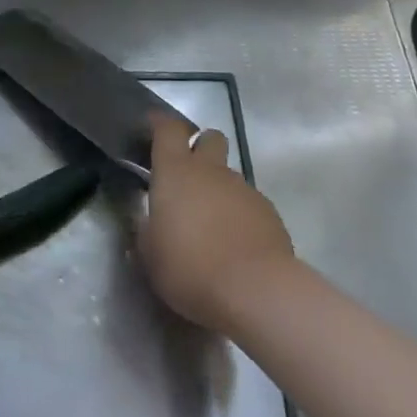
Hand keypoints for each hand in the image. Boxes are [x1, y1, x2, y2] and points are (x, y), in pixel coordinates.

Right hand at [137, 112, 294, 333]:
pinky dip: (240, 215)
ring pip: (229, 175)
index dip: (160, 125)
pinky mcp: (269, 212)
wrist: (256, 291)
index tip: (152, 129)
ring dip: (219, 190)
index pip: (168, 129)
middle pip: (210, 138)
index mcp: (176, 172)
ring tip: (211, 226)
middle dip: (200, 148)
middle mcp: (211, 170)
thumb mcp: (150, 255)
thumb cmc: (190, 267)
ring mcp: (244, 189)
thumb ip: (147, 231)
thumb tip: (148, 223)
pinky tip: (235, 245)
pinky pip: (249, 203)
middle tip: (188, 176)